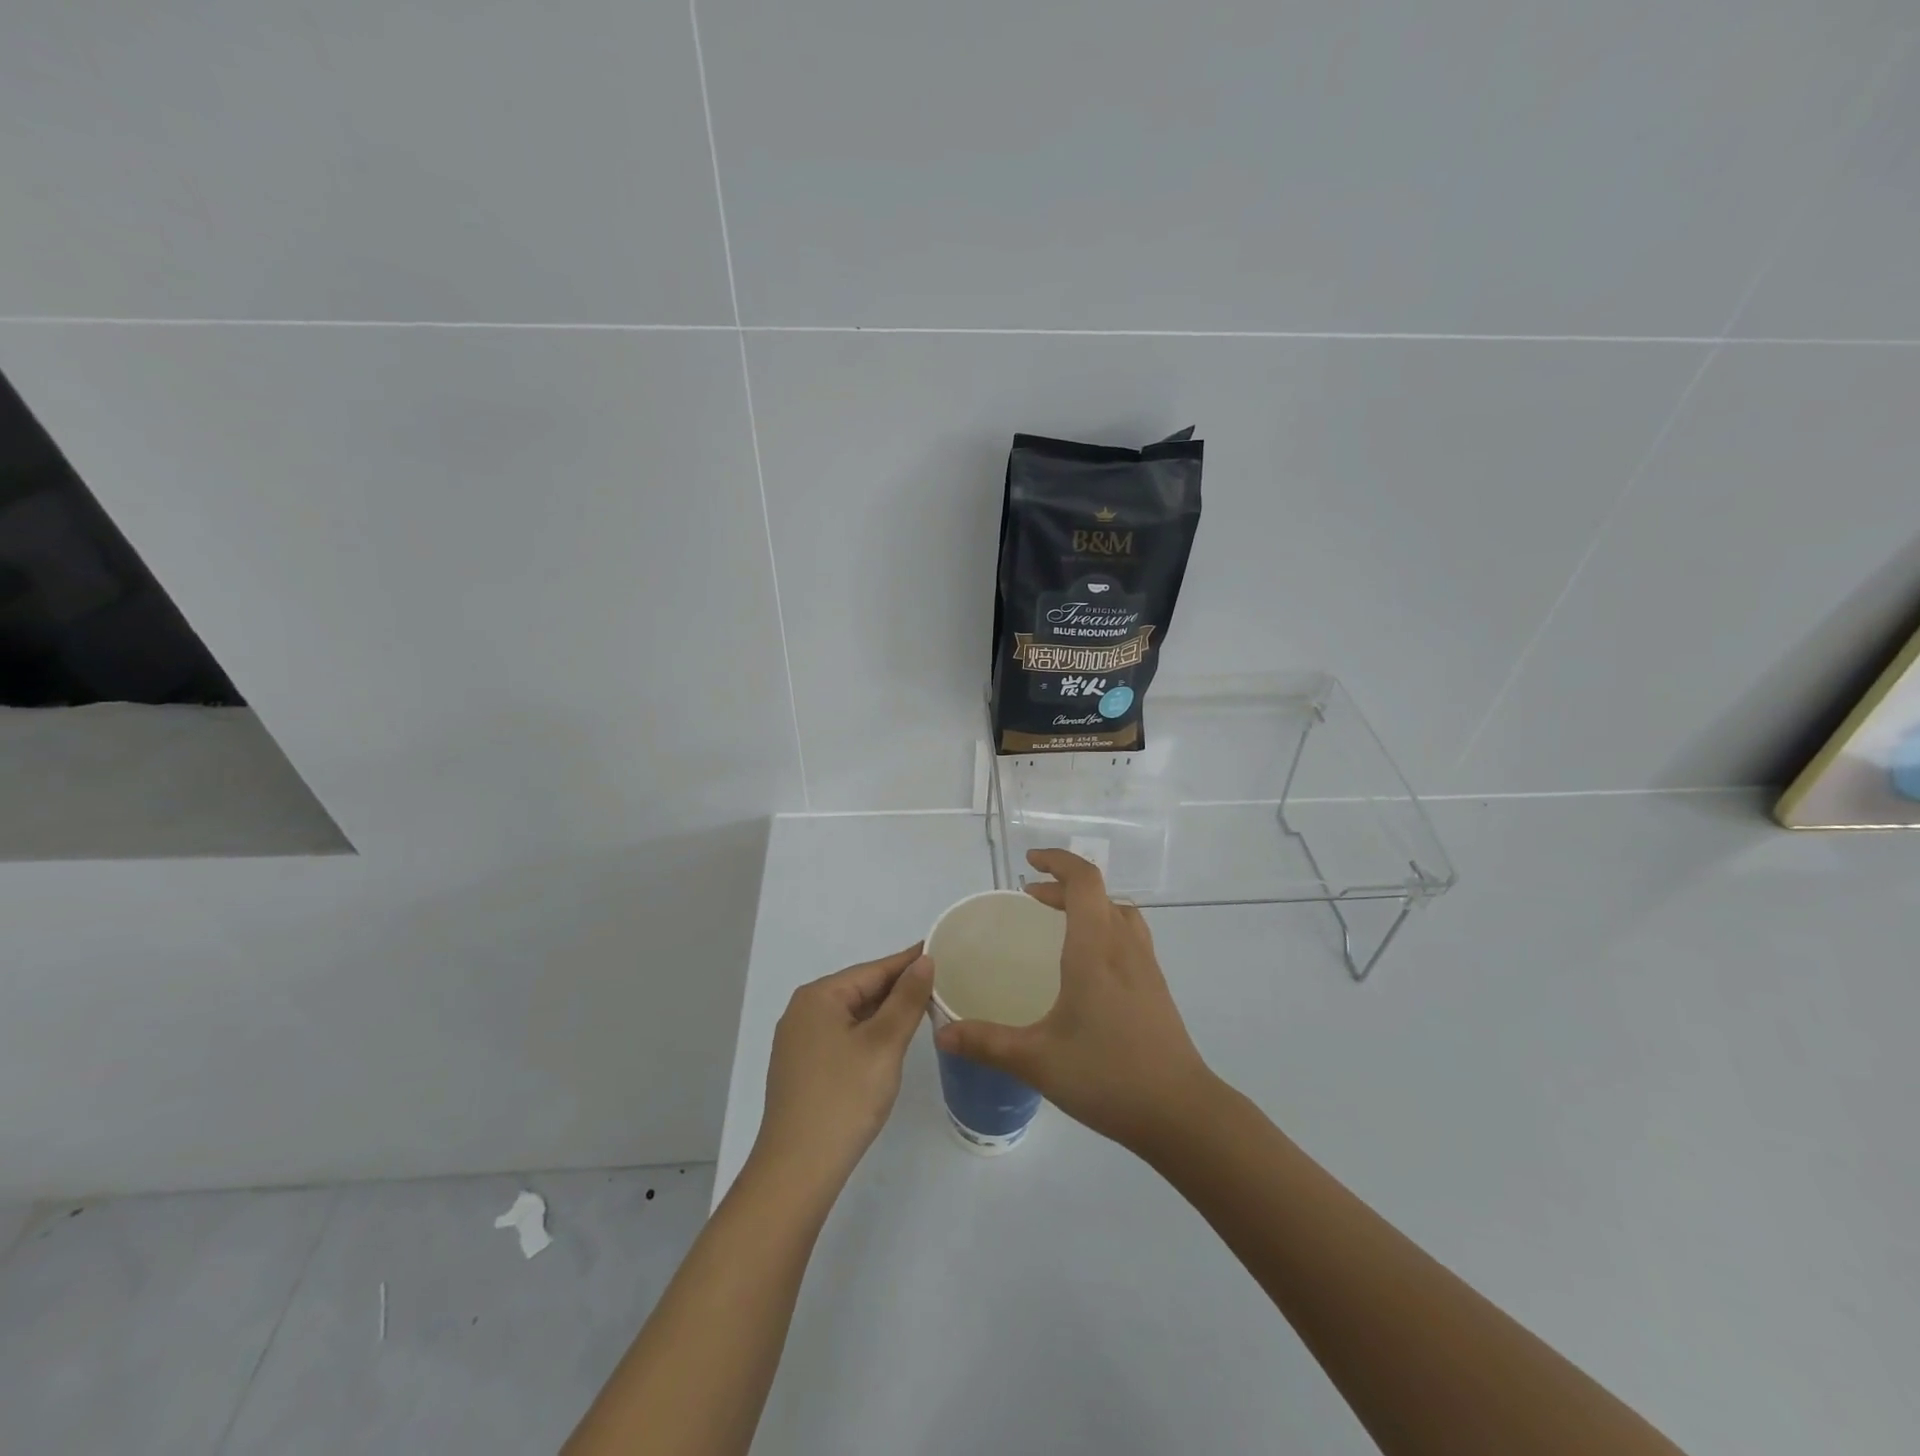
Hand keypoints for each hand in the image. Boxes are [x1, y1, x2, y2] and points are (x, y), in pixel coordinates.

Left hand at [752, 944, 933, 1193]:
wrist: (797, 1170)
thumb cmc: (844, 1098)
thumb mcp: (884, 1044)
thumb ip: (907, 999)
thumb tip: (924, 960)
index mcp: (819, 997)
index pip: (874, 969)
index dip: (908, 962)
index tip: (940, 951)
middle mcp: (803, 1011)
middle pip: (861, 990)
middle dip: (898, 988)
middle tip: (940, 983)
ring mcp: (799, 1042)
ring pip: (852, 1015)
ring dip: (885, 1013)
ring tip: (923, 1009)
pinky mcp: (802, 1069)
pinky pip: (842, 1037)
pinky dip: (869, 1034)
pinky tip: (890, 1043)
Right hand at [933, 849, 1214, 1152]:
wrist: (1181, 1112)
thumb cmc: (1107, 1076)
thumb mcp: (1037, 1060)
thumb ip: (987, 1043)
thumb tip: (942, 1033)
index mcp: (1095, 949)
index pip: (1084, 881)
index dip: (1058, 861)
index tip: (1030, 862)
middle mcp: (1123, 947)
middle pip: (1098, 893)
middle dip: (1062, 886)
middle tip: (1029, 898)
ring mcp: (1146, 966)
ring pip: (1119, 912)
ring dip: (1088, 905)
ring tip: (1059, 922)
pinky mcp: (1156, 987)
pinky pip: (1129, 936)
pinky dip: (1104, 928)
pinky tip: (1088, 966)